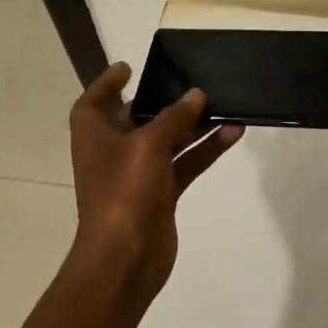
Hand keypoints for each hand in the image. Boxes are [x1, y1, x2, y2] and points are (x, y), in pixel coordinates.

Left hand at [68, 63, 242, 295]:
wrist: (125, 259)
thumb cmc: (124, 193)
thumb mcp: (147, 146)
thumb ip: (174, 118)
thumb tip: (196, 95)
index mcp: (95, 137)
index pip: (94, 102)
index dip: (107, 84)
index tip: (129, 68)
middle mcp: (114, 152)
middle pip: (136, 118)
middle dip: (161, 101)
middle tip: (188, 81)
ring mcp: (139, 175)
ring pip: (169, 141)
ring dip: (193, 125)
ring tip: (223, 104)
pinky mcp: (161, 194)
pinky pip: (186, 163)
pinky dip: (206, 149)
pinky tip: (232, 132)